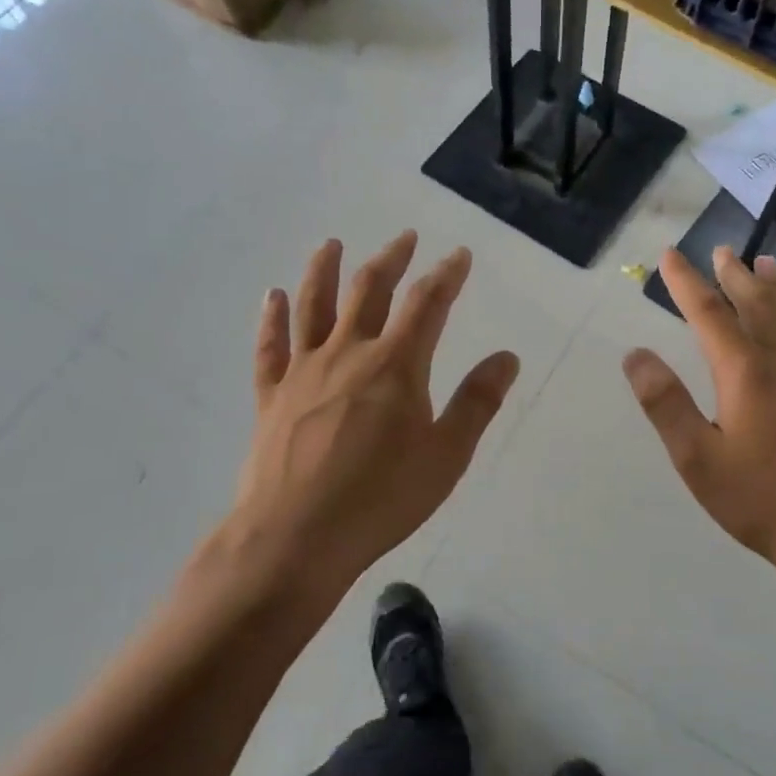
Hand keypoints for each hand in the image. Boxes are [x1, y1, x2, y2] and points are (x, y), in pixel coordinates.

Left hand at [215, 231, 519, 608]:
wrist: (295, 537)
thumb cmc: (380, 499)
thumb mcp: (446, 455)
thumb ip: (476, 402)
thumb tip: (506, 357)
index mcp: (395, 365)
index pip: (427, 304)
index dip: (446, 275)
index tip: (459, 255)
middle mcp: (348, 353)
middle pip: (369, 291)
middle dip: (391, 259)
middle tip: (404, 238)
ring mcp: (303, 371)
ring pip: (314, 306)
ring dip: (324, 270)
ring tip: (332, 244)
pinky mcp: (271, 396)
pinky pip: (270, 347)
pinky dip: (272, 318)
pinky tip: (274, 296)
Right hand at [623, 246, 775, 594]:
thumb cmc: (762, 501)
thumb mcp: (697, 459)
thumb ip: (665, 403)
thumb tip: (635, 355)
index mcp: (745, 372)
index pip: (708, 314)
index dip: (686, 282)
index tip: (670, 255)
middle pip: (756, 305)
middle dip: (734, 276)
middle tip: (721, 250)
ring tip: (766, 263)